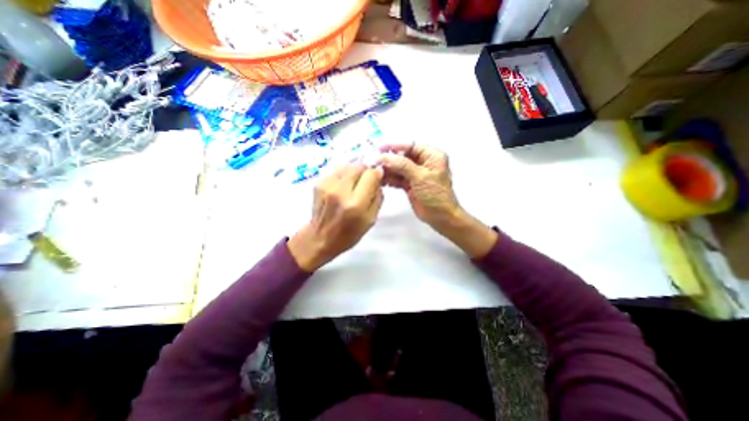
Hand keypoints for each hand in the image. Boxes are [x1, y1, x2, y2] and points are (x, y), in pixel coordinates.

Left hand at [286, 163, 382, 271]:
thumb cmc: (349, 233)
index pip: (371, 174)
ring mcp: (327, 185)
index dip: (377, 174)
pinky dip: (344, 175)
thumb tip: (378, 178)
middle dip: (366, 171)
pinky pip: (337, 170)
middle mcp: (340, 191)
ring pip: (348, 165)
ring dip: (354, 172)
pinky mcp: (318, 182)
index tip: (377, 179)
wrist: (320, 238)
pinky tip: (343, 186)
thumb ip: (377, 197)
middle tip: (366, 182)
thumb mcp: (371, 219)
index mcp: (355, 204)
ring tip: (354, 185)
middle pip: (359, 166)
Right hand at [381, 144, 494, 257]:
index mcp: (431, 156)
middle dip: (389, 159)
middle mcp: (423, 163)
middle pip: (402, 156)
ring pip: (398, 168)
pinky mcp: (409, 184)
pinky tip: (381, 181)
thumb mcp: (421, 177)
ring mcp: (415, 174)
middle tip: (375, 162)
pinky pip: (397, 178)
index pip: (411, 145)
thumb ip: (403, 165)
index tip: (380, 148)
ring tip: (375, 172)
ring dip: (387, 170)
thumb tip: (386, 157)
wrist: (440, 217)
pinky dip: (389, 179)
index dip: (395, 146)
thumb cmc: (437, 195)